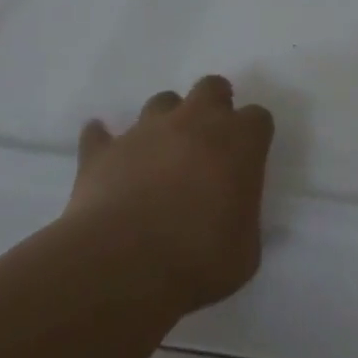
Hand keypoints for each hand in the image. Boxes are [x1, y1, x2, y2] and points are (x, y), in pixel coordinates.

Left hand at [67, 75, 274, 314]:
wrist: (120, 269)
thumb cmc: (198, 260)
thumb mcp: (245, 251)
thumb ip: (243, 219)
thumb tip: (233, 218)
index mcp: (240, 141)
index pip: (258, 118)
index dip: (253, 137)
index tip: (247, 160)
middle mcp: (196, 122)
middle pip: (211, 88)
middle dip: (213, 106)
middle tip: (208, 142)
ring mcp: (146, 131)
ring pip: (160, 102)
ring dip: (165, 121)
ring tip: (160, 154)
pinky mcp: (102, 152)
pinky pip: (99, 135)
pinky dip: (103, 142)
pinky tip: (106, 159)